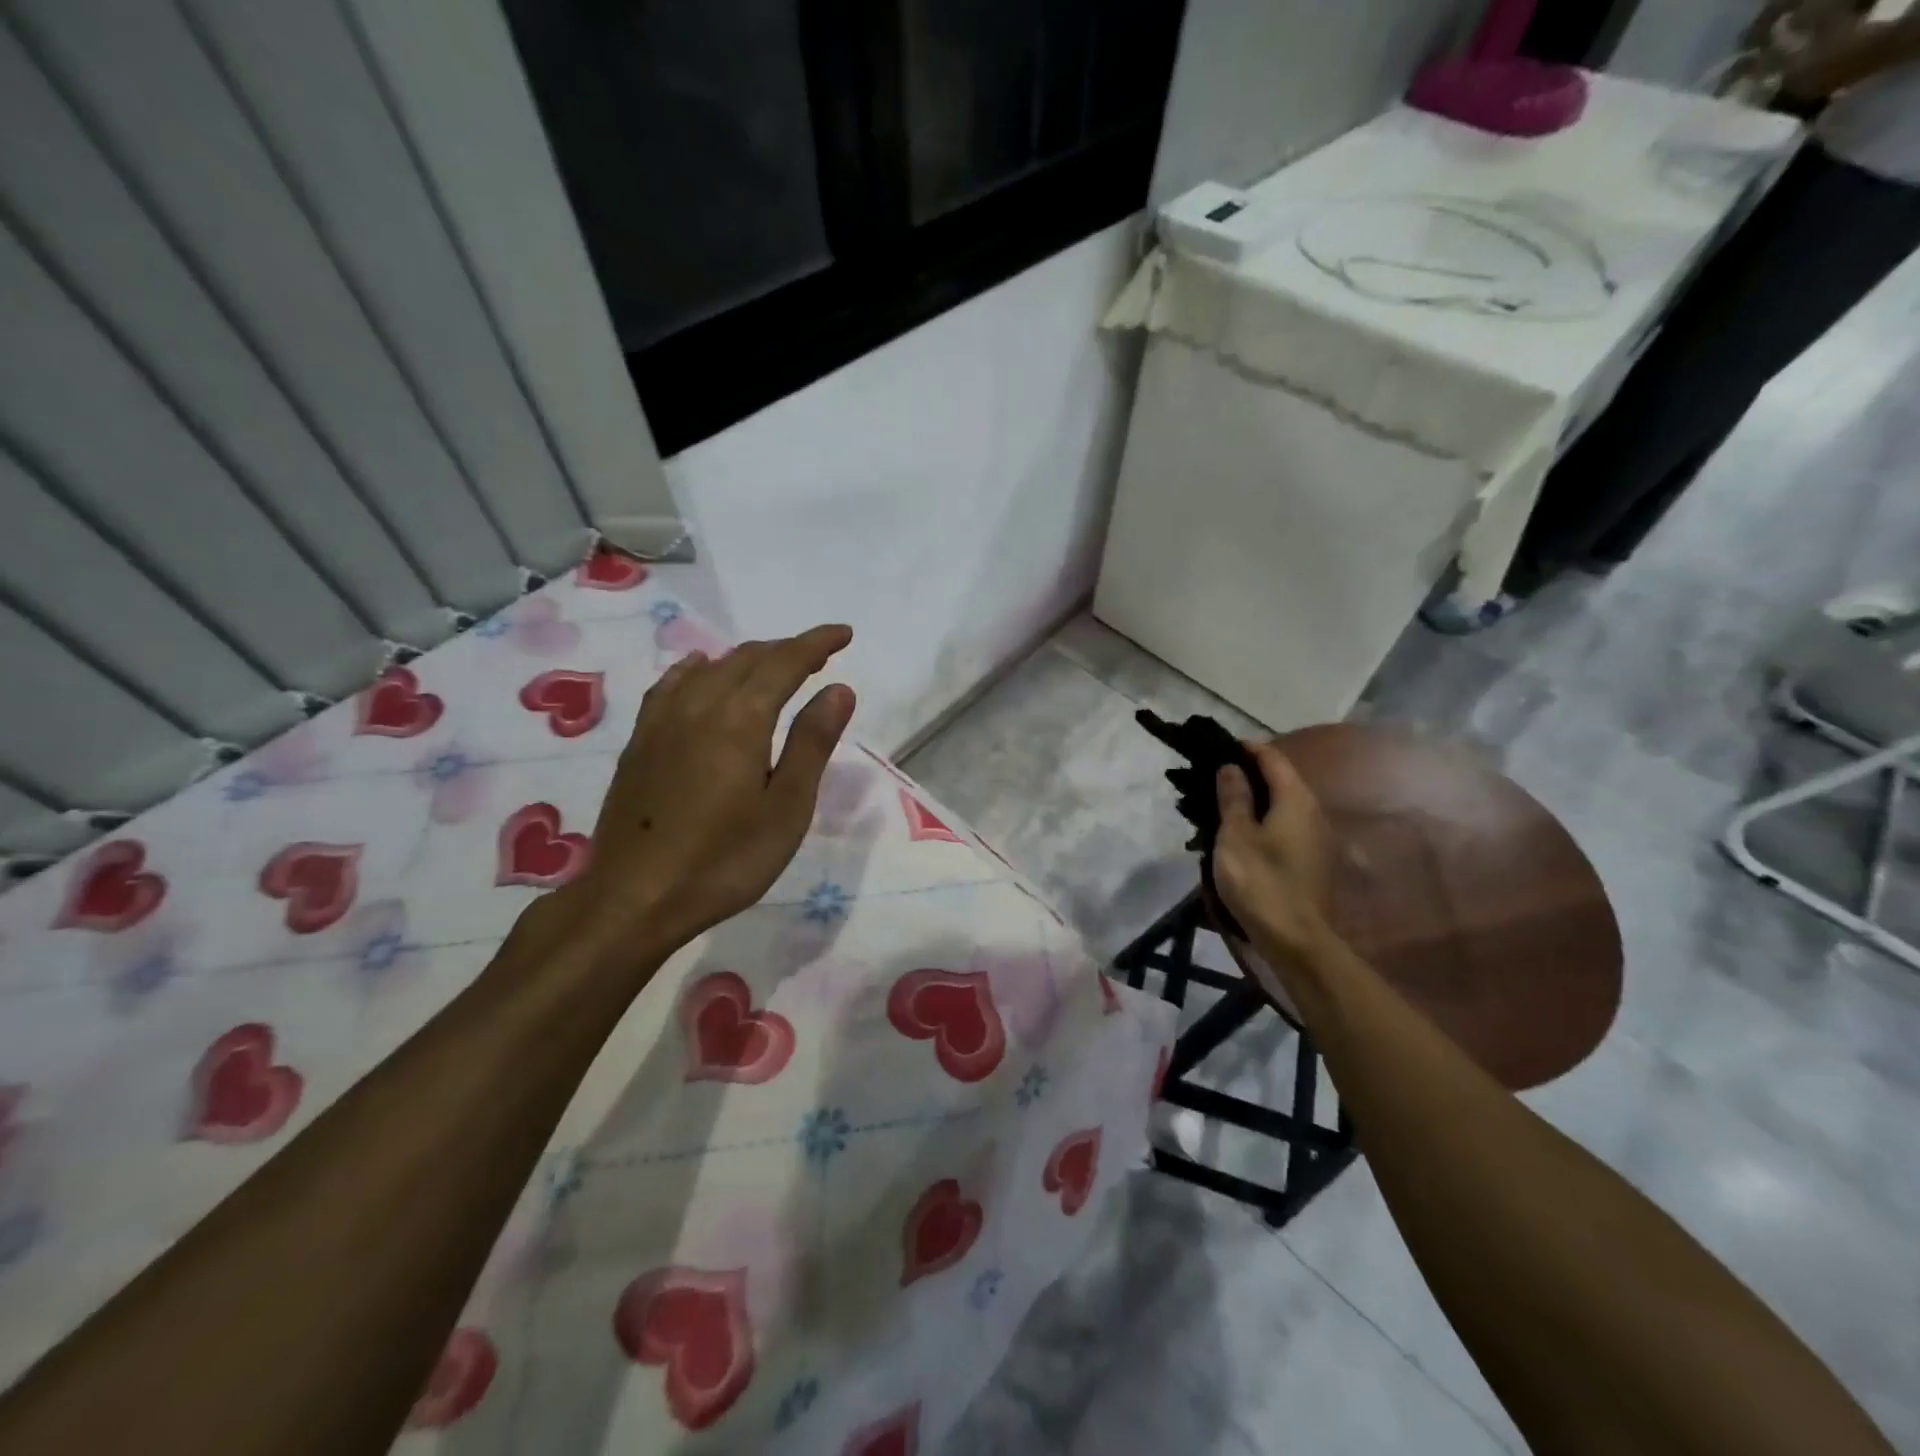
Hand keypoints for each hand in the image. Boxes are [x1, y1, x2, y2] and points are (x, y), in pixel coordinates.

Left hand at [556, 625, 856, 958]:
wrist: (634, 898)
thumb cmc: (725, 861)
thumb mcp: (786, 808)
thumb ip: (812, 743)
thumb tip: (839, 688)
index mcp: (741, 719)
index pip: (785, 663)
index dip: (816, 643)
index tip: (844, 634)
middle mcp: (699, 706)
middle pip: (747, 659)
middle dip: (787, 650)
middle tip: (819, 656)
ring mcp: (662, 722)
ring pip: (710, 668)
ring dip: (747, 659)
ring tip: (772, 666)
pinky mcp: (640, 742)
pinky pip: (671, 685)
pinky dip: (697, 670)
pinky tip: (700, 672)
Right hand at [1213, 741, 1336, 960]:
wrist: (1295, 938)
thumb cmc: (1260, 880)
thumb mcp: (1235, 835)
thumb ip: (1233, 796)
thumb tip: (1231, 767)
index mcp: (1296, 799)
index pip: (1272, 758)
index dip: (1246, 748)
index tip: (1217, 748)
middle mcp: (1312, 811)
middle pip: (1281, 779)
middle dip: (1248, 774)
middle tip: (1212, 778)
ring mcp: (1316, 837)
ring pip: (1282, 804)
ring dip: (1254, 799)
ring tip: (1220, 805)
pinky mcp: (1312, 859)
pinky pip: (1285, 825)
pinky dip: (1263, 820)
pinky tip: (1240, 833)